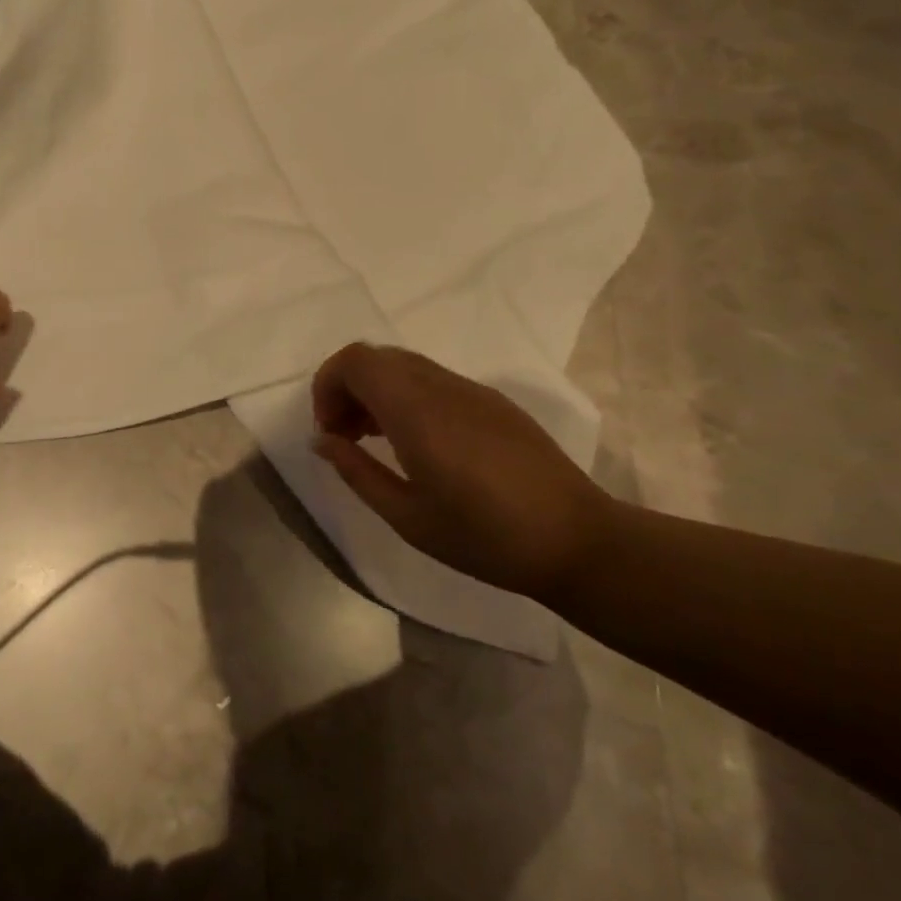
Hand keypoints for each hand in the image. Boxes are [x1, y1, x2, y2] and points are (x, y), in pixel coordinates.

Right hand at [310, 343, 614, 597]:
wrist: (578, 541)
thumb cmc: (485, 536)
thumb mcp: (407, 516)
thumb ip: (356, 471)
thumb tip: (322, 440)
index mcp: (415, 410)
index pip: (355, 361)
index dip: (328, 385)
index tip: (329, 432)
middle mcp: (440, 386)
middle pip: (375, 358)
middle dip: (347, 388)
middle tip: (345, 438)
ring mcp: (470, 390)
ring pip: (404, 366)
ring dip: (377, 392)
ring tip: (376, 442)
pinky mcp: (492, 402)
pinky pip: (433, 381)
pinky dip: (407, 397)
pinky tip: (417, 444)